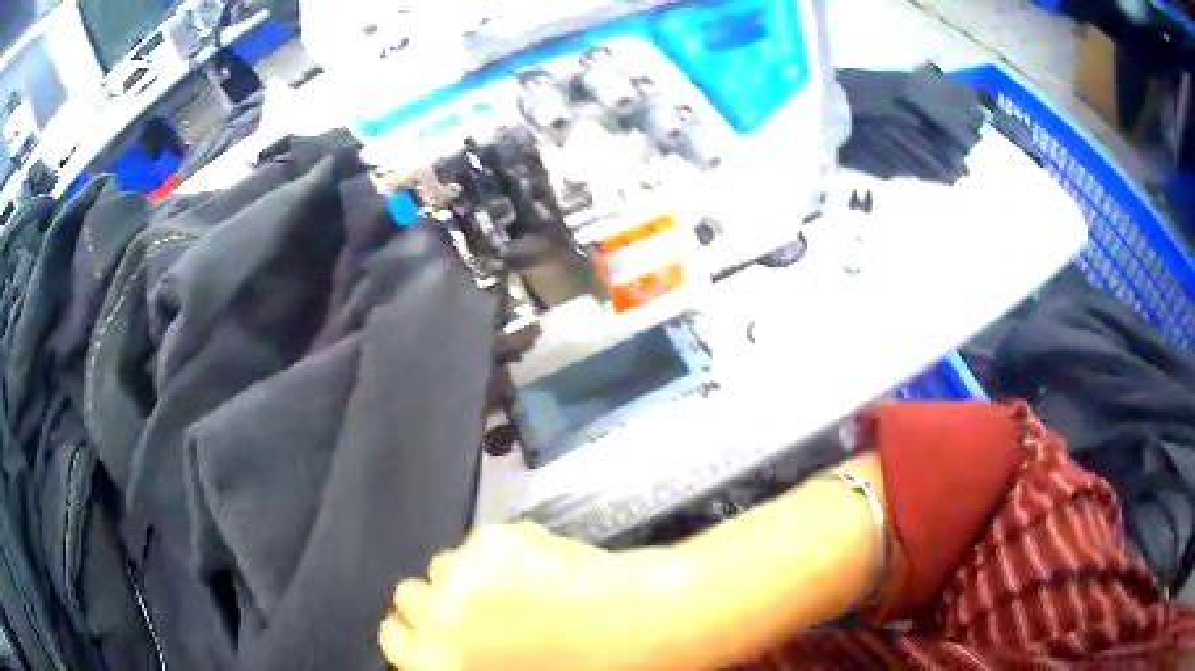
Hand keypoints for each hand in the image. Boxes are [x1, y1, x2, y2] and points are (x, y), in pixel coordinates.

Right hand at [379, 523, 667, 670]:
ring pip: (442, 566)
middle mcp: (436, 615)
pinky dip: (499, 555)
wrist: (650, 627)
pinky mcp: (496, 537)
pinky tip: (540, 568)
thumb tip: (446, 645)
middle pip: (409, 596)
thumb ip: (461, 663)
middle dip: (436, 605)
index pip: (393, 637)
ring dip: (465, 577)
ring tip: (512, 589)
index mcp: (437, 663)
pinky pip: (479, 545)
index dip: (414, 635)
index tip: (436, 635)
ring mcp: (463, 571)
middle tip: (477, 613)